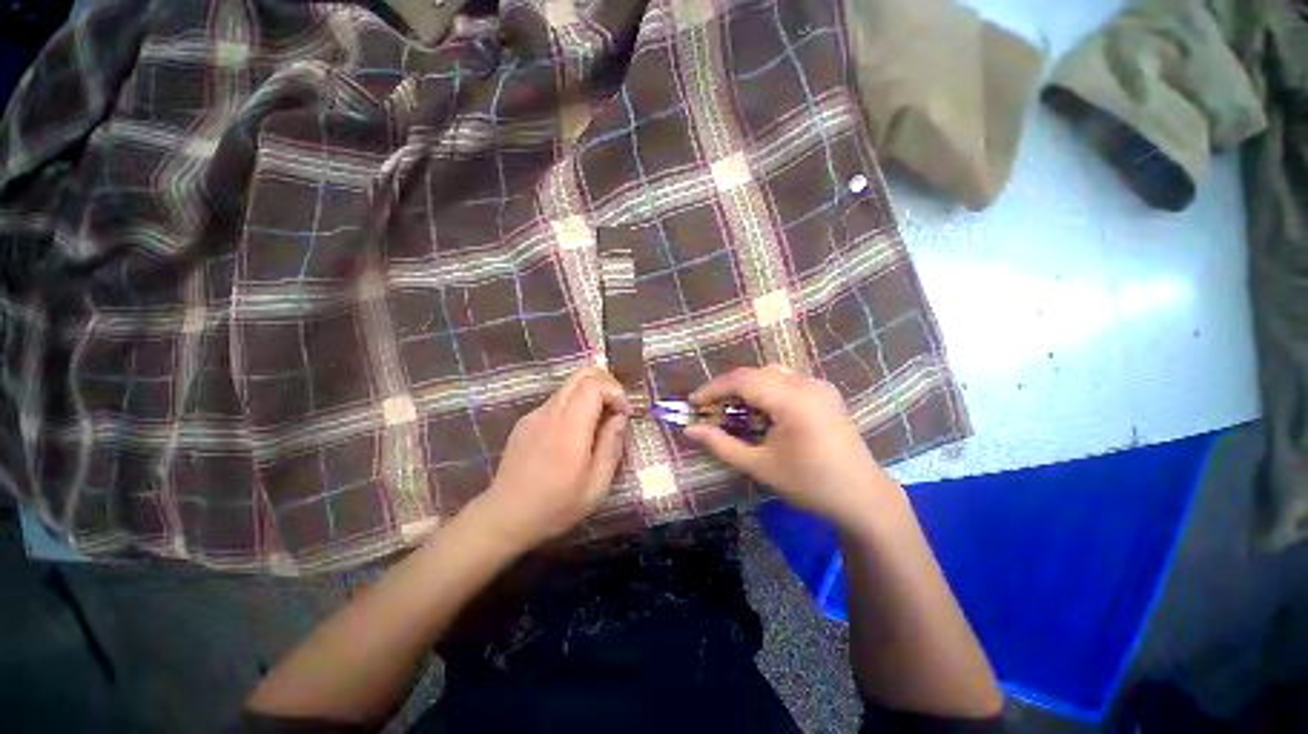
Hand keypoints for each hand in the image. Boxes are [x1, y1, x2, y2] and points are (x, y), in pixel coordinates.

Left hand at [469, 368, 630, 552]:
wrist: (505, 517)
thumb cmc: (555, 505)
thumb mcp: (596, 484)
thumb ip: (611, 445)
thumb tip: (619, 417)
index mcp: (569, 427)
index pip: (594, 384)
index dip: (616, 391)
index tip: (624, 414)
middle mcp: (550, 412)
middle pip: (581, 374)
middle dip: (606, 384)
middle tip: (616, 409)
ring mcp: (534, 414)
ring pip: (569, 386)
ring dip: (591, 395)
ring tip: (598, 424)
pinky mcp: (526, 422)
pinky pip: (557, 401)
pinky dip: (575, 405)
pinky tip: (575, 435)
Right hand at [684, 366, 892, 528]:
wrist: (863, 497)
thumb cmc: (810, 485)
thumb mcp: (760, 466)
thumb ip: (721, 445)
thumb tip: (689, 430)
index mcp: (793, 400)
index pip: (743, 380)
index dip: (713, 389)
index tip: (692, 402)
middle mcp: (807, 383)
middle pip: (755, 373)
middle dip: (727, 388)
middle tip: (708, 409)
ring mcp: (819, 385)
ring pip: (770, 374)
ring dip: (746, 388)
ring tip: (729, 409)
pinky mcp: (824, 392)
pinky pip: (785, 380)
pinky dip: (764, 390)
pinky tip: (758, 411)